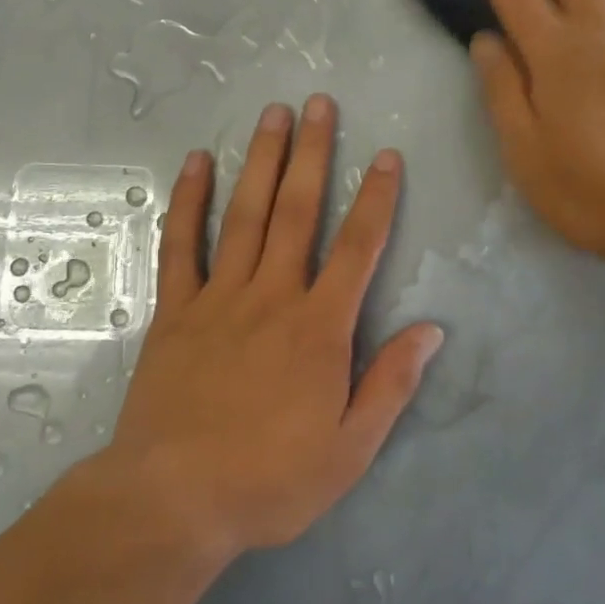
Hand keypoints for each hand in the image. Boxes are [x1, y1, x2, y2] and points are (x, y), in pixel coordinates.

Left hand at [107, 96, 443, 558]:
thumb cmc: (269, 480)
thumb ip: (390, 384)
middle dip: (314, 154)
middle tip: (320, 104)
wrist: (173, 500)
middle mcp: (272, 296)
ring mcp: (219, 297)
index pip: (358, 248)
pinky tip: (197, 163)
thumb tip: (431, 330)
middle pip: (298, 211)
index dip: (376, 199)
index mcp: (319, 328)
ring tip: (272, 114)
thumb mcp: (349, 450)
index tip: (386, 157)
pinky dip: (189, 201)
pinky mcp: (176, 310)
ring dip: (261, 160)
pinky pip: (182, 245)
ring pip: (244, 214)